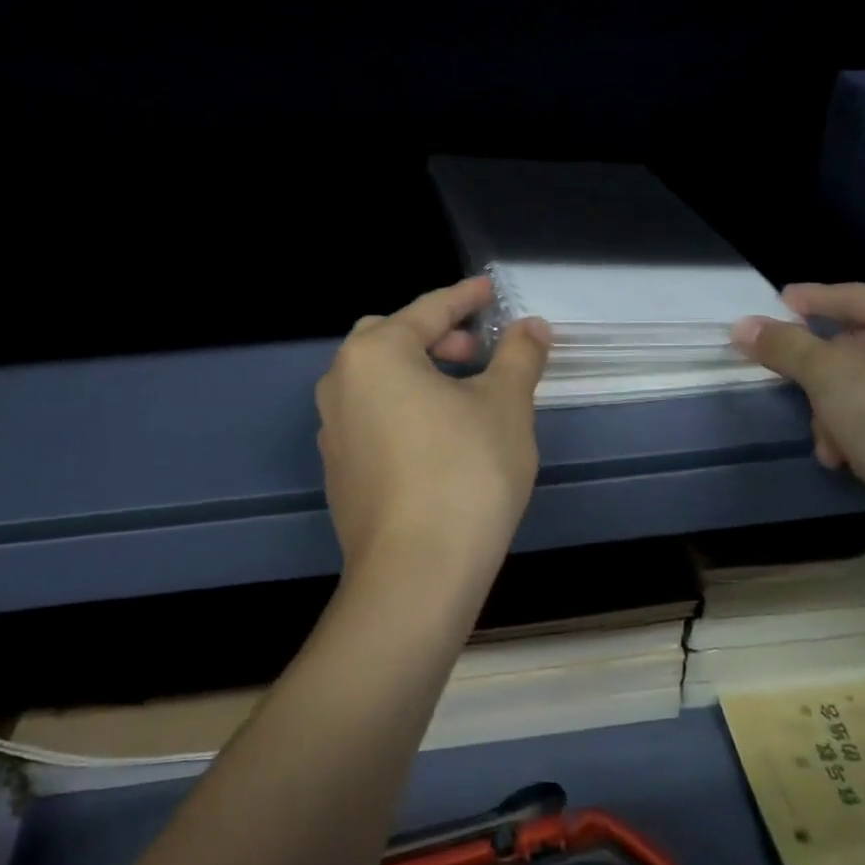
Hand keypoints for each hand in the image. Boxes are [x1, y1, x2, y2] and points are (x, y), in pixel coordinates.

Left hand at [316, 277, 550, 597]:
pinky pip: (372, 418)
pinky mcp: (339, 471)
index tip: (491, 289)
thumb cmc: (466, 472)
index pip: (427, 310)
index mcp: (375, 353)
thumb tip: (531, 327)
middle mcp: (341, 383)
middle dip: (436, 335)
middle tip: (477, 349)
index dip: (466, 297)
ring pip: (378, 380)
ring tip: (463, 393)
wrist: (416, 575)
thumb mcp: (506, 405)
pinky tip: (437, 437)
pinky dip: (403, 409)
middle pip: (391, 339)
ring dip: (419, 373)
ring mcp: (334, 430)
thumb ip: (519, 356)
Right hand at [732, 283, 864, 573]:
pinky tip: (847, 460)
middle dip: (823, 378)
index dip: (813, 300)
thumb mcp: (829, 375)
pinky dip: (864, 433)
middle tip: (792, 384)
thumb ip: (785, 346)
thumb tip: (742, 326)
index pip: (861, 298)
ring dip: (837, 413)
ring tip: (827, 443)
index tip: (777, 301)